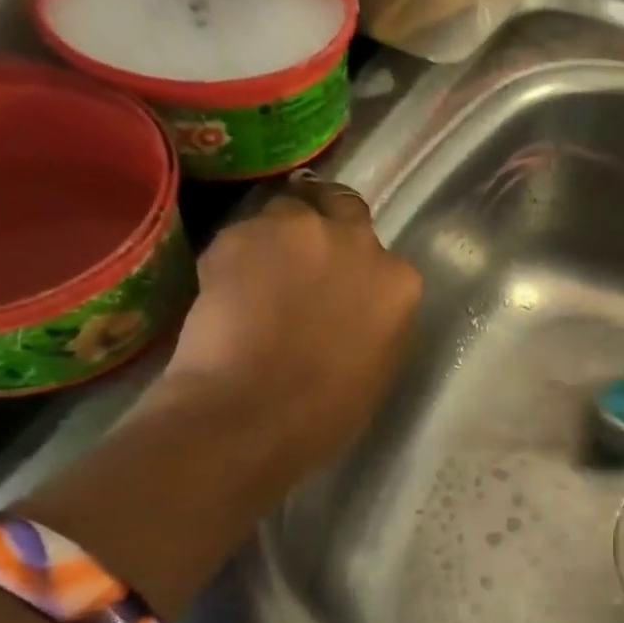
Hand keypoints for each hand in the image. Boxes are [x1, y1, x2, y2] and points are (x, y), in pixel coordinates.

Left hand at [141, 174, 422, 489]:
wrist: (252, 413)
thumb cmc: (327, 411)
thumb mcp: (379, 365)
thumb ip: (377, 319)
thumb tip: (357, 307)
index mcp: (398, 282)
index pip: (382, 258)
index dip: (357, 271)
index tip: (340, 290)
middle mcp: (355, 241)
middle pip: (340, 209)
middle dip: (325, 226)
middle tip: (301, 263)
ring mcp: (296, 231)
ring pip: (287, 214)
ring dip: (278, 238)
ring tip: (257, 277)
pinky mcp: (239, 233)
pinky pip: (241, 235)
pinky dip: (235, 257)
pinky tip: (225, 293)